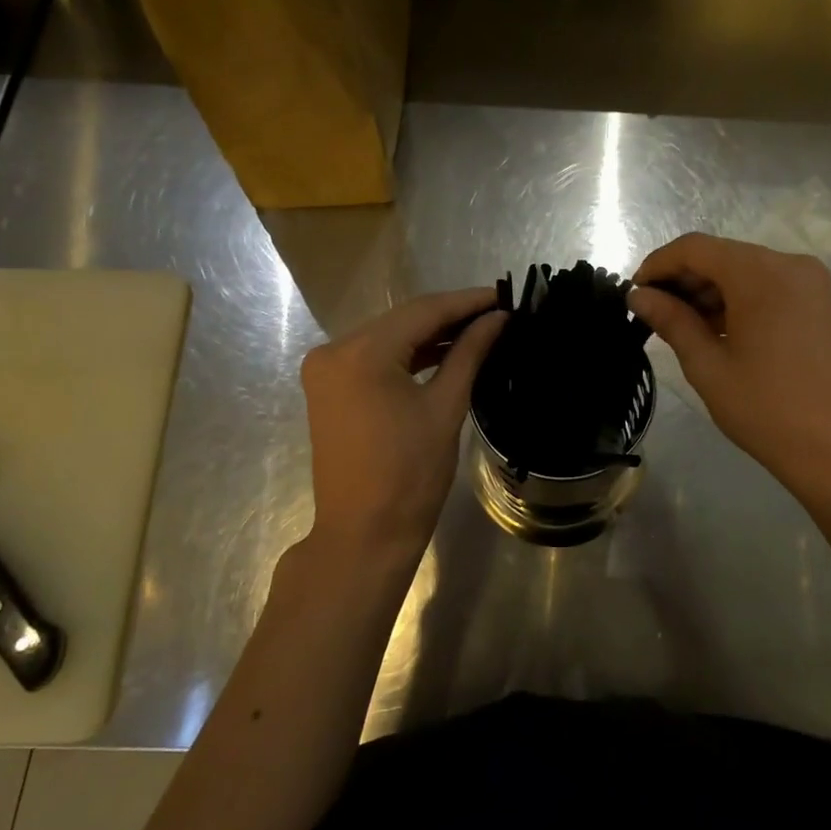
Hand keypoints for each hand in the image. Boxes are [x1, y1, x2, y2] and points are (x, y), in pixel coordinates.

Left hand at [300, 288, 506, 559]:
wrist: (364, 534)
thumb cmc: (410, 475)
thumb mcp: (445, 408)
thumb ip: (469, 353)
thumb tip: (498, 318)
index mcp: (360, 353)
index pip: (422, 311)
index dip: (466, 301)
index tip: (504, 295)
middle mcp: (334, 350)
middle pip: (402, 320)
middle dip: (450, 315)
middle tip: (497, 312)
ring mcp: (326, 369)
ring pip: (389, 337)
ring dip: (430, 335)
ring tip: (479, 330)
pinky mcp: (329, 388)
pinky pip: (375, 358)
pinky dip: (408, 355)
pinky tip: (444, 352)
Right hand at [629, 234, 830, 526]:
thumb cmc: (768, 410)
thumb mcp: (709, 366)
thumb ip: (671, 321)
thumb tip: (638, 295)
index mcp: (762, 273)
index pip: (695, 248)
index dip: (658, 264)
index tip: (633, 293)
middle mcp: (789, 265)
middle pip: (721, 255)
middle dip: (683, 279)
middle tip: (652, 315)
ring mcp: (810, 284)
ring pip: (744, 271)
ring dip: (709, 292)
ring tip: (679, 328)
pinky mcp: (819, 305)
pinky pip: (767, 287)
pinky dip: (736, 301)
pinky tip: (715, 332)